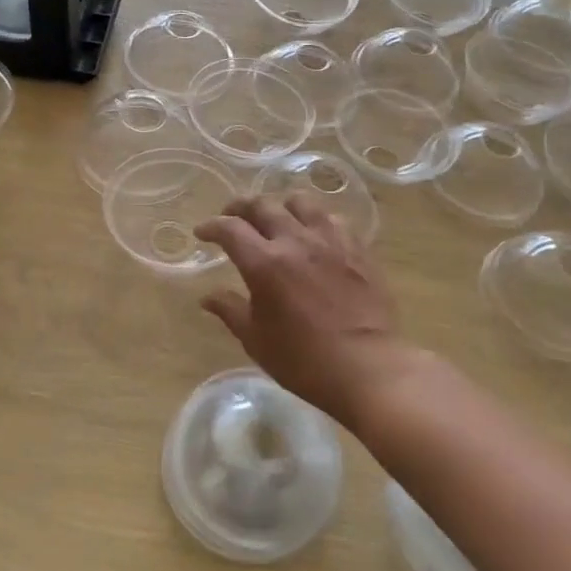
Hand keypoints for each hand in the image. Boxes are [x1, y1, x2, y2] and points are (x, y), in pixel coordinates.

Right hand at [193, 195, 409, 428]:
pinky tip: (314, 234)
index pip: (230, 229)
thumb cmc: (304, 360)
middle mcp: (295, 241)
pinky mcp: (357, 248)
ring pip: (301, 203)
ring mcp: (330, 241)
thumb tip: (208, 296)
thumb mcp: (256, 340)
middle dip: (240, 207)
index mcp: (264, 263)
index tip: (202, 233)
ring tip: (276, 218)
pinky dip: (315, 220)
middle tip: (232, 217)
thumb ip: (230, 310)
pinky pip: (333, 219)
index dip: (211, 226)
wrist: (368, 368)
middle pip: (262, 205)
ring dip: (281, 206)